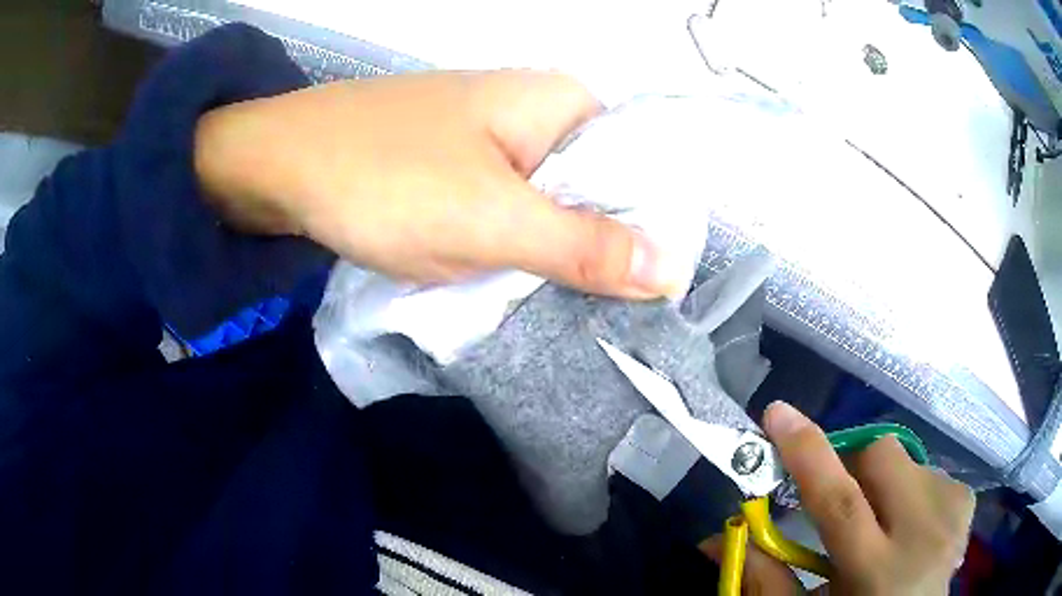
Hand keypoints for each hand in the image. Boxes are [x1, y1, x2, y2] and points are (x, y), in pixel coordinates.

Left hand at [194, 70, 674, 298]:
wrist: (277, 166)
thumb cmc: (382, 180)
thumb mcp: (490, 220)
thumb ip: (584, 246)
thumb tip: (671, 271)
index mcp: (561, 102)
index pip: (643, 164)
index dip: (653, 227)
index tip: (652, 292)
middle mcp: (537, 111)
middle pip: (599, 186)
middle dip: (602, 247)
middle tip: (610, 313)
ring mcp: (494, 137)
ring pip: (552, 201)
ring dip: (555, 252)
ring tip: (569, 307)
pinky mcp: (459, 163)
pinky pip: (510, 206)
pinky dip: (516, 244)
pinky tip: (518, 281)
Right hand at [702, 402, 974, 594]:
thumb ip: (765, 577)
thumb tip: (715, 537)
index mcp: (875, 573)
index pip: (840, 501)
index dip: (806, 453)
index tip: (777, 413)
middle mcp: (921, 536)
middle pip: (882, 457)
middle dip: (853, 464)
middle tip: (843, 497)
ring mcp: (950, 515)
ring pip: (908, 458)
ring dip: (885, 482)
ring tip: (882, 522)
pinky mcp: (966, 505)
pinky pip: (933, 470)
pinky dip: (914, 488)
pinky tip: (912, 524)